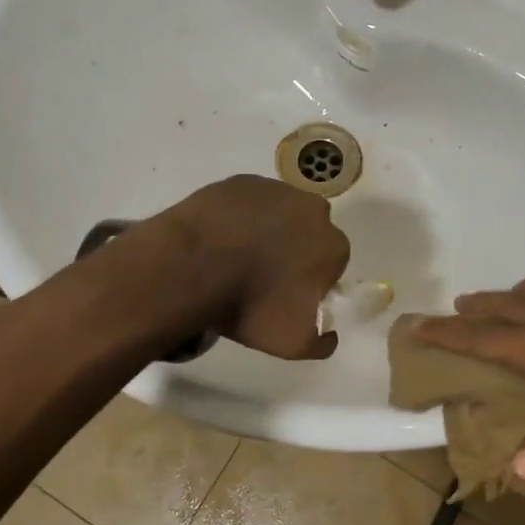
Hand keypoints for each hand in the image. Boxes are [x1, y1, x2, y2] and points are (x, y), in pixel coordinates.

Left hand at [159, 175, 350, 359]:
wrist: (191, 267)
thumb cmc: (250, 305)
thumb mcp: (294, 343)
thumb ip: (323, 341)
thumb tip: (330, 333)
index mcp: (333, 245)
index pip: (330, 264)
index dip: (310, 280)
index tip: (287, 294)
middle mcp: (313, 210)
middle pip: (308, 233)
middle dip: (292, 250)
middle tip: (261, 275)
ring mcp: (276, 189)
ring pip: (279, 213)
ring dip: (267, 230)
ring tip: (236, 256)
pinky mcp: (241, 181)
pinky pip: (248, 202)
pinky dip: (240, 217)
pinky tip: (220, 238)